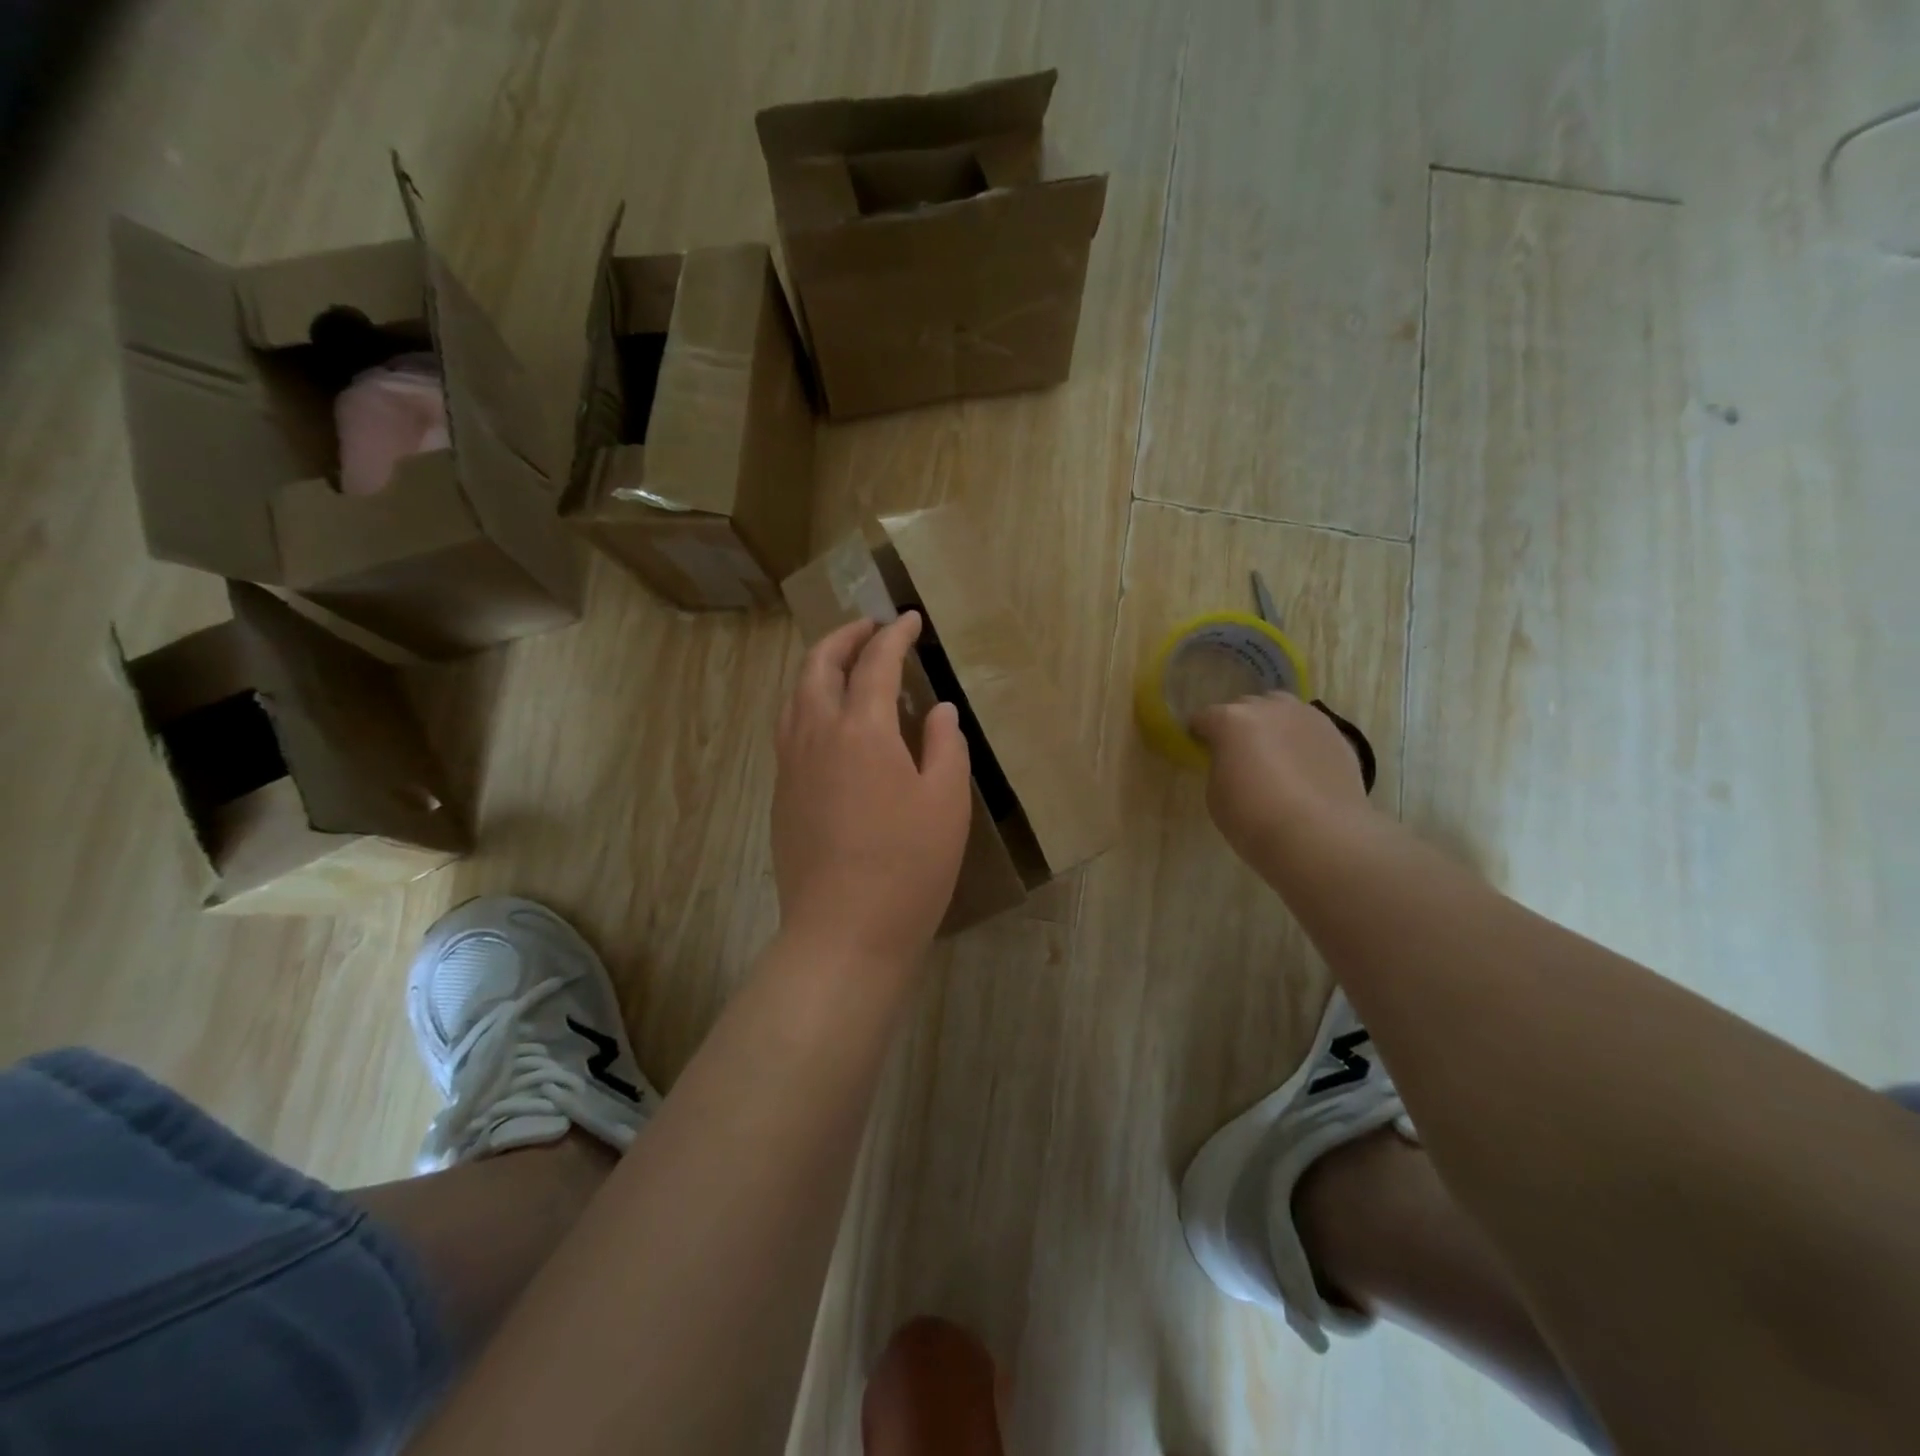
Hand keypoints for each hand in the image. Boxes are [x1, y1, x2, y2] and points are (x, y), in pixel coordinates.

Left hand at [772, 613, 972, 968]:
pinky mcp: (781, 794)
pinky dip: (807, 702)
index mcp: (861, 730)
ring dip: (819, 667)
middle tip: (870, 628)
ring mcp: (790, 765)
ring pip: (795, 695)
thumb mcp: (945, 802)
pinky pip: (788, 727)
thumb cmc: (908, 867)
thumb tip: (938, 710)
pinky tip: (828, 720)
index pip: (875, 664)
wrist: (843, 933)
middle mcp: (815, 735)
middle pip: (818, 666)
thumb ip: (945, 745)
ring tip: (846, 665)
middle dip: (844, 637)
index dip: (894, 636)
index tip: (910, 620)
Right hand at [1190, 693, 1370, 864]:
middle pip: (1245, 706)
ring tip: (1273, 751)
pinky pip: (1308, 728)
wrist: (1320, 837)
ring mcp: (1307, 717)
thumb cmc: (1254, 819)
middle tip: (1237, 752)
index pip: (1204, 717)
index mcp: (1230, 720)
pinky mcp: (1337, 734)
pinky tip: (1301, 765)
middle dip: (1237, 725)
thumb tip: (1232, 760)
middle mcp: (1268, 708)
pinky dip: (1299, 739)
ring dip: (1271, 724)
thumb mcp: (1216, 793)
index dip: (1199, 733)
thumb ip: (1220, 766)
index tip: (1199, 748)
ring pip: (1281, 709)